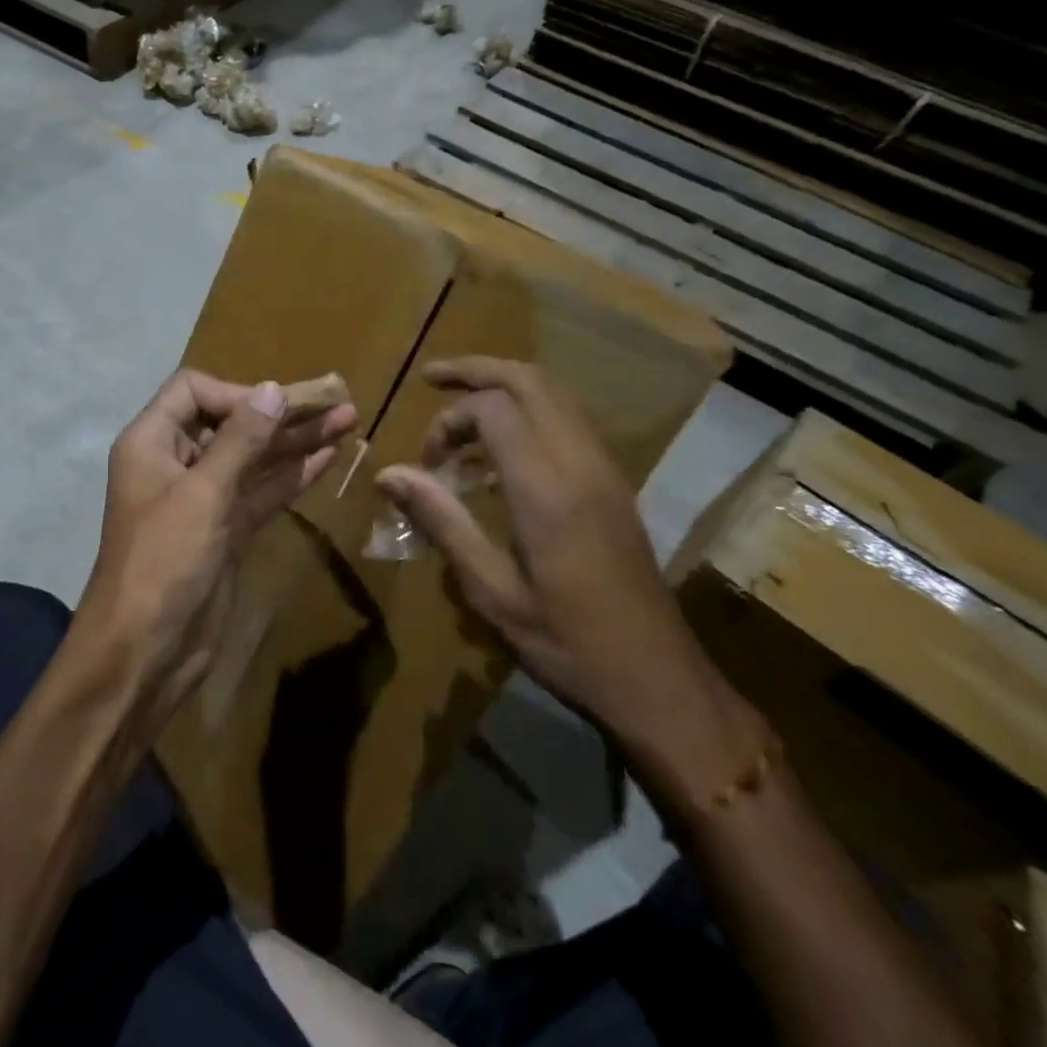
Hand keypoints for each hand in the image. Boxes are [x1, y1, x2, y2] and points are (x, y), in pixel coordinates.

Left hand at [81, 370, 355, 724]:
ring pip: (253, 459)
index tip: (277, 407)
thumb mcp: (202, 494)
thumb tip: (272, 389)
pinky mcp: (226, 530)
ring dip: (296, 441)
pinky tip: (328, 458)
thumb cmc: (163, 562)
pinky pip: (261, 493)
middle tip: (336, 402)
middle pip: (231, 423)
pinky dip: (292, 476)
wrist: (144, 652)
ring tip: (347, 421)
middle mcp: (176, 462)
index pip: (193, 391)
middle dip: (280, 413)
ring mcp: (203, 499)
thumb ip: (240, 441)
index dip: (236, 393)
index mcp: (152, 443)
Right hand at [374, 357, 764, 816]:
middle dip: (477, 370)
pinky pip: (570, 419)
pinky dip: (531, 409)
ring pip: (555, 393)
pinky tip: (504, 444)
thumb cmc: (565, 642)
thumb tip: (388, 473)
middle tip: (433, 377)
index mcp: (546, 488)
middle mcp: (579, 462)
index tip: (427, 463)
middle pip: (530, 381)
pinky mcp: (615, 482)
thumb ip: (441, 521)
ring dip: (506, 386)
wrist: (658, 677)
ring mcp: (604, 468)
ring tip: (463, 405)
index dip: (449, 420)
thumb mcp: (491, 590)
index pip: (493, 408)